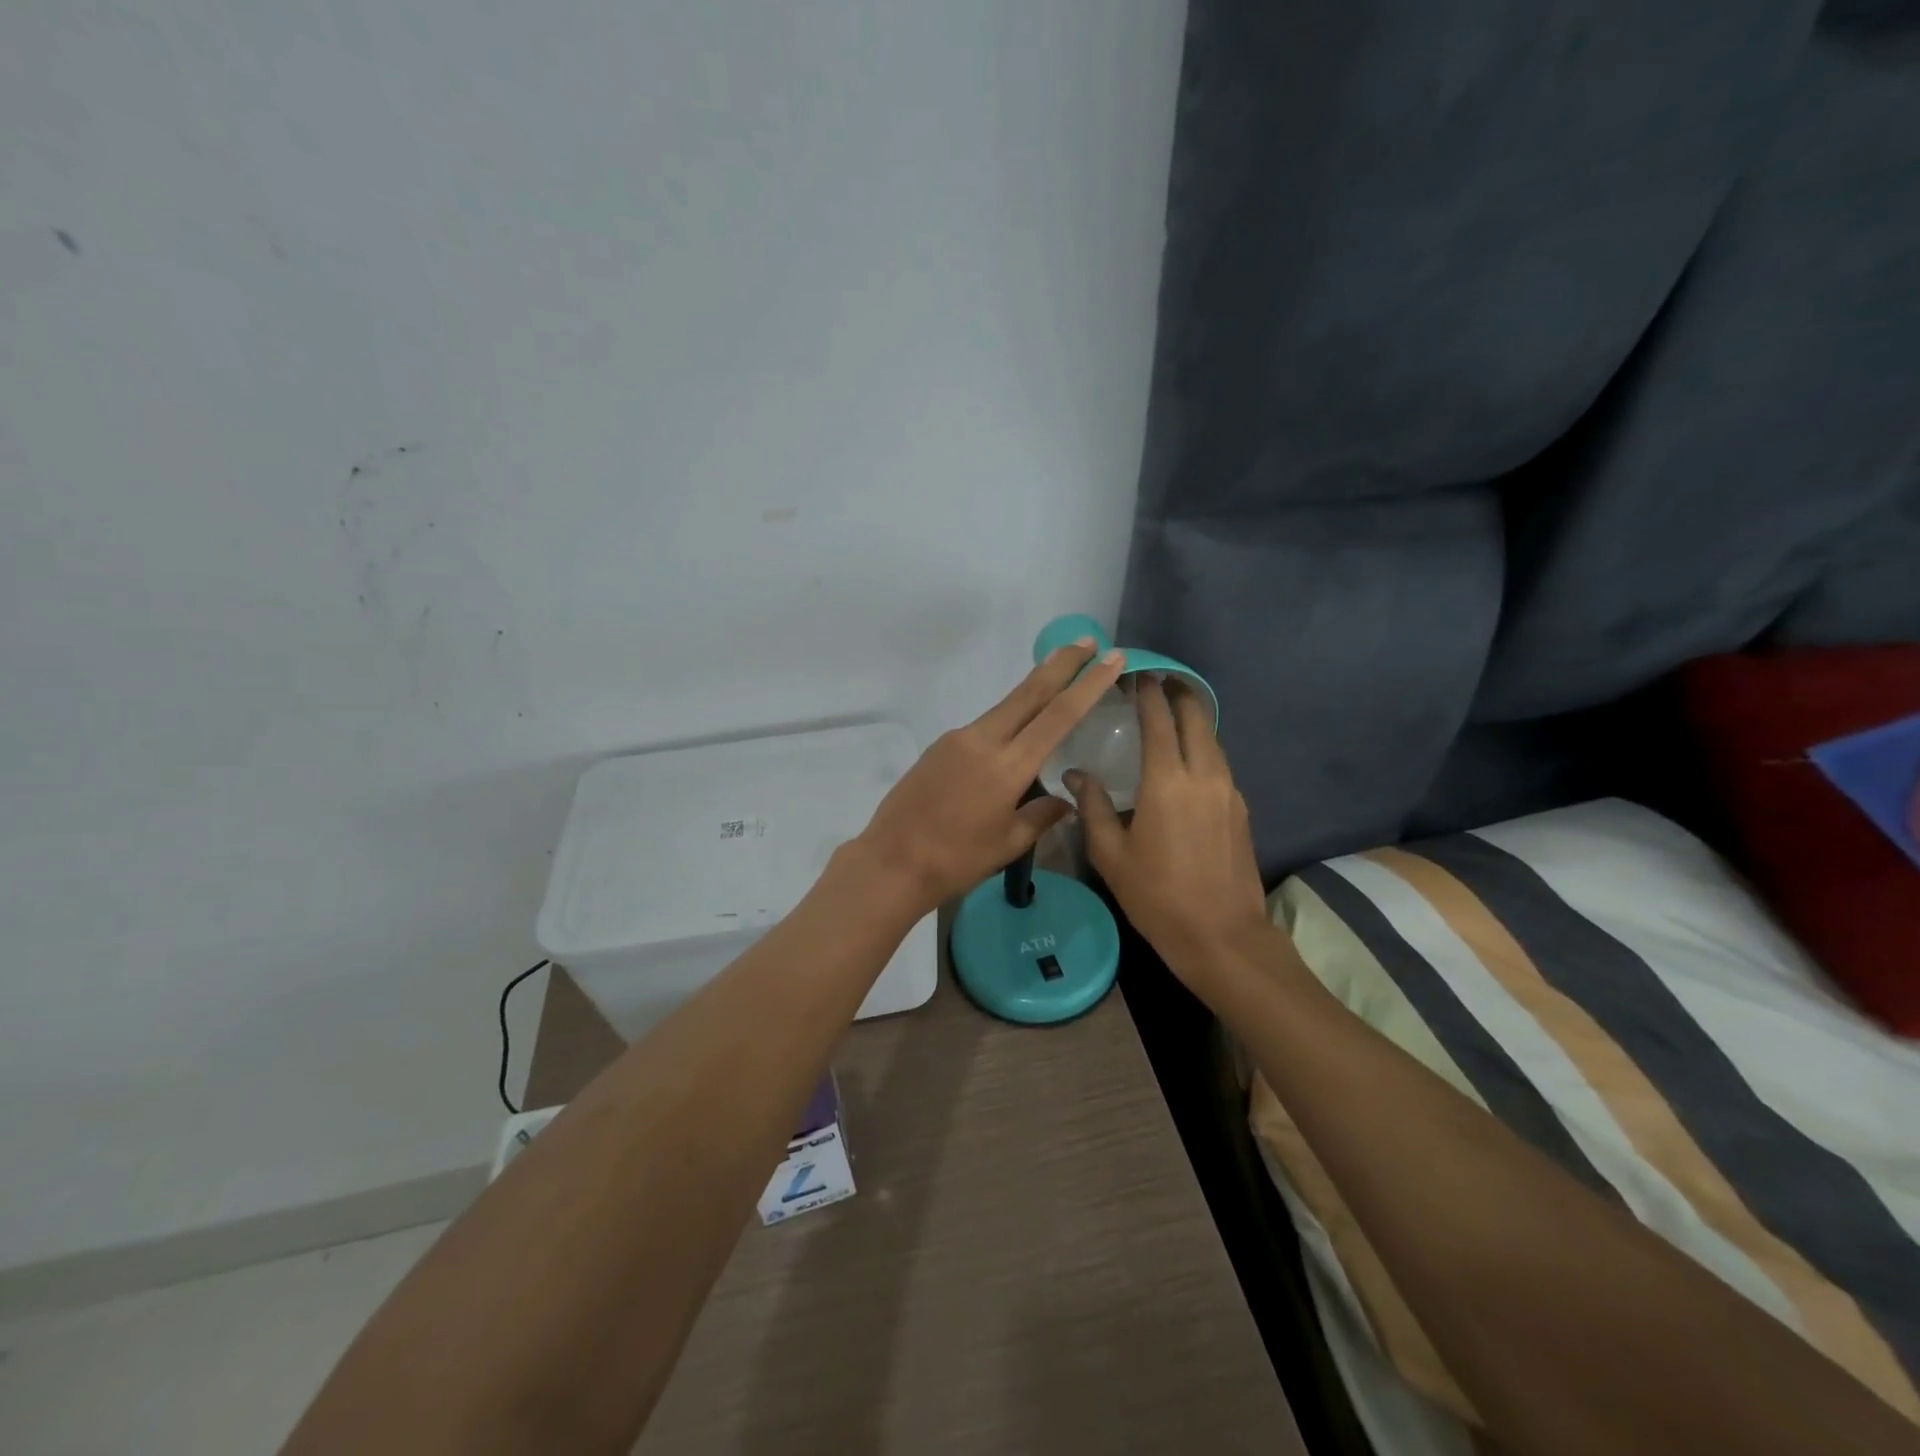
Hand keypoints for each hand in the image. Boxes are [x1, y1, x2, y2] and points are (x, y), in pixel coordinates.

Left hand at [856, 640, 1126, 915]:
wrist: (891, 862)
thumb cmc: (956, 861)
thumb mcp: (1007, 843)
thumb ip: (1041, 815)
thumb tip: (1065, 801)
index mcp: (1007, 766)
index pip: (1058, 716)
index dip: (1087, 685)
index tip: (1110, 659)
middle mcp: (983, 741)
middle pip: (1029, 693)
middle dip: (1061, 664)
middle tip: (1087, 641)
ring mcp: (957, 739)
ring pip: (1004, 707)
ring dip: (1033, 689)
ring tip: (1058, 675)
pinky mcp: (939, 746)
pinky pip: (983, 727)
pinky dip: (1007, 719)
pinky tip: (1014, 732)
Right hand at [1069, 678, 1271, 996]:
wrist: (1222, 937)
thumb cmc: (1157, 896)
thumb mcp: (1111, 855)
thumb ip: (1092, 808)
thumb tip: (1075, 775)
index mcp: (1167, 782)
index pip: (1159, 720)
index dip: (1148, 693)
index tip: (1136, 674)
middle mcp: (1204, 776)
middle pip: (1197, 718)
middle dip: (1179, 693)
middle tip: (1159, 680)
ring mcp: (1229, 791)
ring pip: (1213, 739)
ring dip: (1194, 720)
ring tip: (1172, 712)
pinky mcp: (1241, 809)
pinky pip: (1220, 763)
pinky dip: (1203, 747)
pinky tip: (1188, 758)